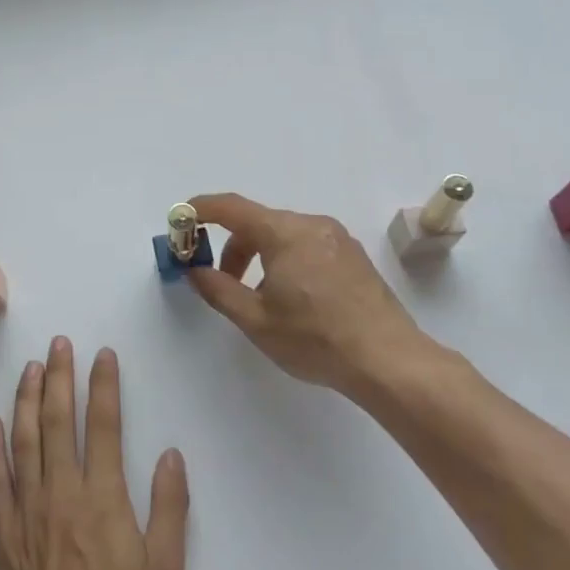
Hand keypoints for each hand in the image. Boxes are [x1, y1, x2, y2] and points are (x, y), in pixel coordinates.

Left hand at [0, 338, 188, 569]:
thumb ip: (170, 508)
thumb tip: (171, 454)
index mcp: (102, 496)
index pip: (103, 425)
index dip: (103, 386)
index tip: (103, 355)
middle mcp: (61, 490)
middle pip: (58, 421)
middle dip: (60, 377)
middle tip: (59, 343)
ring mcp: (27, 506)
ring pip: (24, 439)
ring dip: (26, 399)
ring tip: (30, 367)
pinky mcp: (3, 527)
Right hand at [186, 192, 440, 396]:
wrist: (389, 361)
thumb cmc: (315, 339)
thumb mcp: (255, 319)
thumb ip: (217, 289)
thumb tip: (193, 269)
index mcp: (284, 233)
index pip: (232, 207)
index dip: (201, 209)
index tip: (181, 219)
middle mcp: (312, 224)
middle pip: (258, 223)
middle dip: (232, 247)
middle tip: (219, 281)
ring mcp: (337, 238)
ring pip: (284, 235)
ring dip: (259, 257)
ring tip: (258, 298)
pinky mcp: (354, 256)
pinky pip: (307, 246)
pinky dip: (285, 261)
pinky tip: (292, 299)